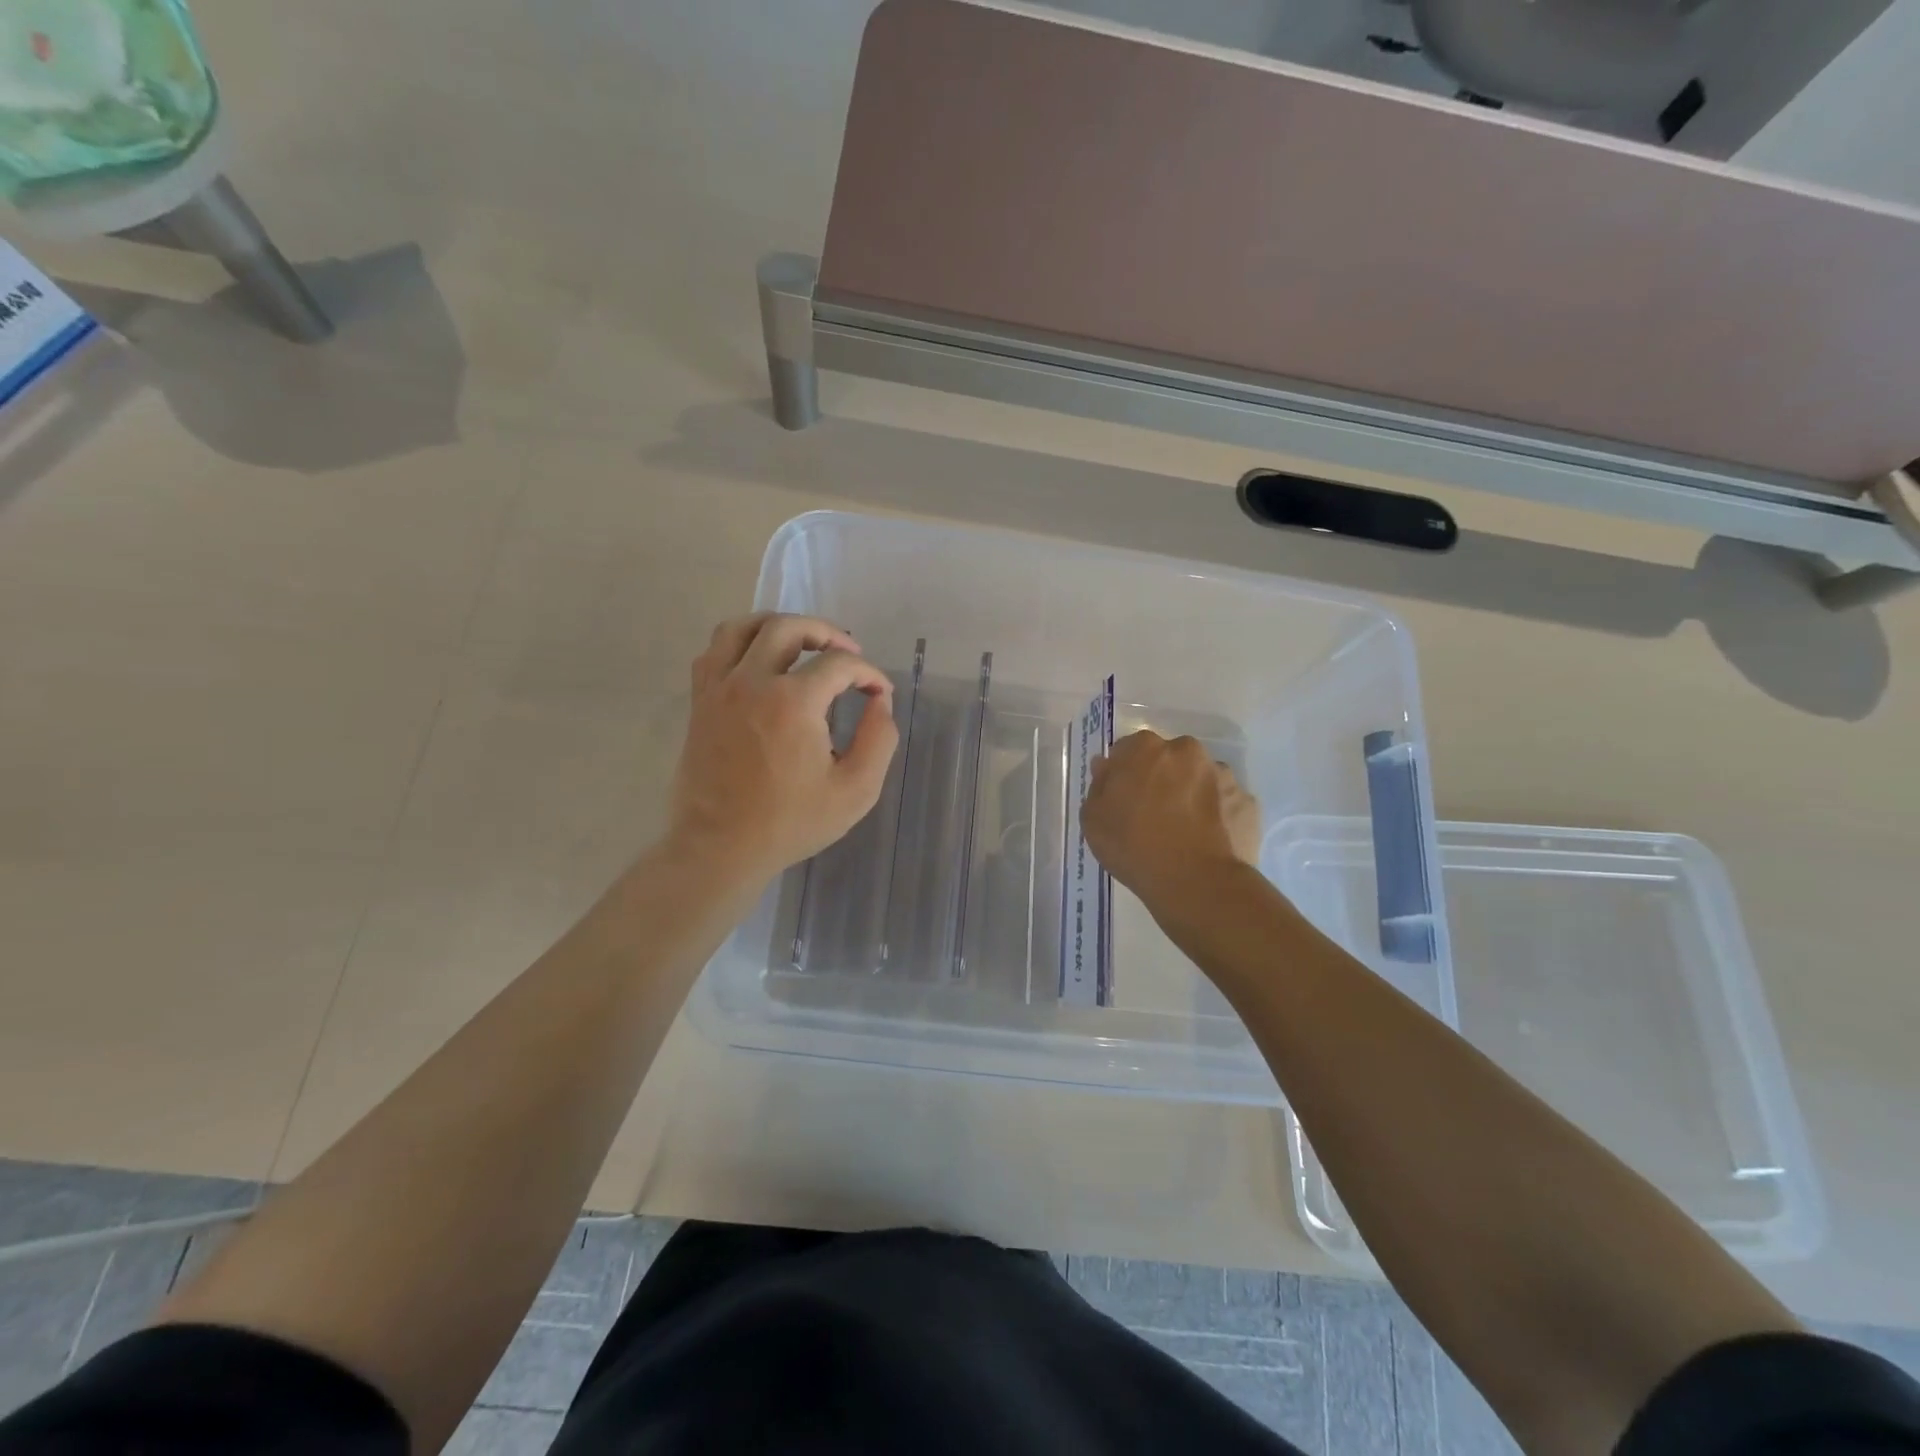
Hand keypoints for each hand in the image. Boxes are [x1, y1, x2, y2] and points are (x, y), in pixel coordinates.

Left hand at [666, 613, 898, 881]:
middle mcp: (752, 682)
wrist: (720, 848)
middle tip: (848, 652)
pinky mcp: (700, 702)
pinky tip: (758, 660)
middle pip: (789, 628)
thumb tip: (879, 701)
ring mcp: (719, 689)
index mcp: (793, 702)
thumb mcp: (855, 790)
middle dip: (827, 633)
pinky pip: (714, 651)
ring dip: (778, 625)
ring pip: (743, 628)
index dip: (867, 672)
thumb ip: (880, 739)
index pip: (839, 664)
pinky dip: (739, 643)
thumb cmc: (790, 823)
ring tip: (802, 642)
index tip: (879, 692)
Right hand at [1082, 730, 1260, 911]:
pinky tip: (1207, 840)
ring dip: (1191, 794)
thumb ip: (1099, 785)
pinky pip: (1224, 803)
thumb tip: (1107, 766)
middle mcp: (1187, 751)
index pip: (1128, 750)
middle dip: (1161, 778)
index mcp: (1145, 748)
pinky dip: (1216, 816)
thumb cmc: (1134, 846)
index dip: (1124, 773)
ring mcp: (1222, 775)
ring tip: (1185, 832)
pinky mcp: (1247, 801)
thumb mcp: (1093, 819)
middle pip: (1168, 759)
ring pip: (1200, 779)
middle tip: (1153, 814)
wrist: (1196, 882)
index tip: (1123, 798)